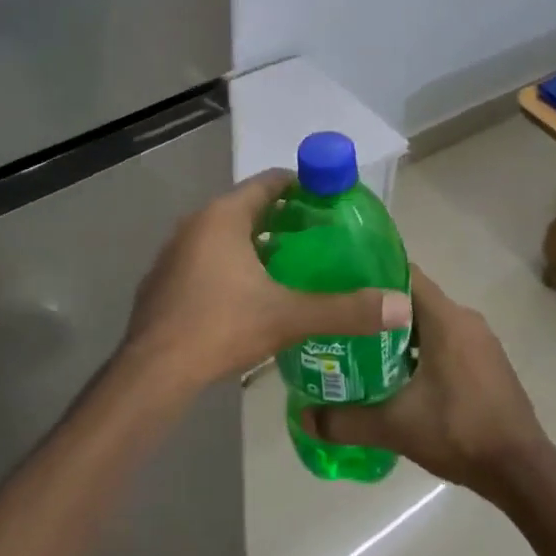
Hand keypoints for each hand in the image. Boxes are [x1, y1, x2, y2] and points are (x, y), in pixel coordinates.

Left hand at [121, 170, 410, 393]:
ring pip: (224, 235)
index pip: (269, 182)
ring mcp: (174, 252)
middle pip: (247, 207)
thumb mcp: (289, 316)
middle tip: (320, 238)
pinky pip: (205, 259)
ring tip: (292, 266)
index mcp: (223, 216)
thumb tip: (401, 306)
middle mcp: (195, 224)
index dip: (302, 187)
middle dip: (283, 219)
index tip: (330, 203)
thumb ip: (345, 310)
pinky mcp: (164, 281)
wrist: (153, 373)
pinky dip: (230, 264)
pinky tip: (249, 295)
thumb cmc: (221, 327)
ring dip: (256, 243)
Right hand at [304, 268, 548, 499]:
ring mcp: (481, 341)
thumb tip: (304, 418)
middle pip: (414, 300)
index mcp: (446, 318)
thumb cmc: (459, 431)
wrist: (522, 470)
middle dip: (379, 310)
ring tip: (363, 352)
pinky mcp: (488, 363)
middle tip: (344, 325)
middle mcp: (465, 319)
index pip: (404, 274)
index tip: (341, 286)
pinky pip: (448, 342)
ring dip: (401, 335)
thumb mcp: (395, 426)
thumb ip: (346, 420)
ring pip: (432, 323)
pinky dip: (423, 350)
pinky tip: (401, 379)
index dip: (371, 275)